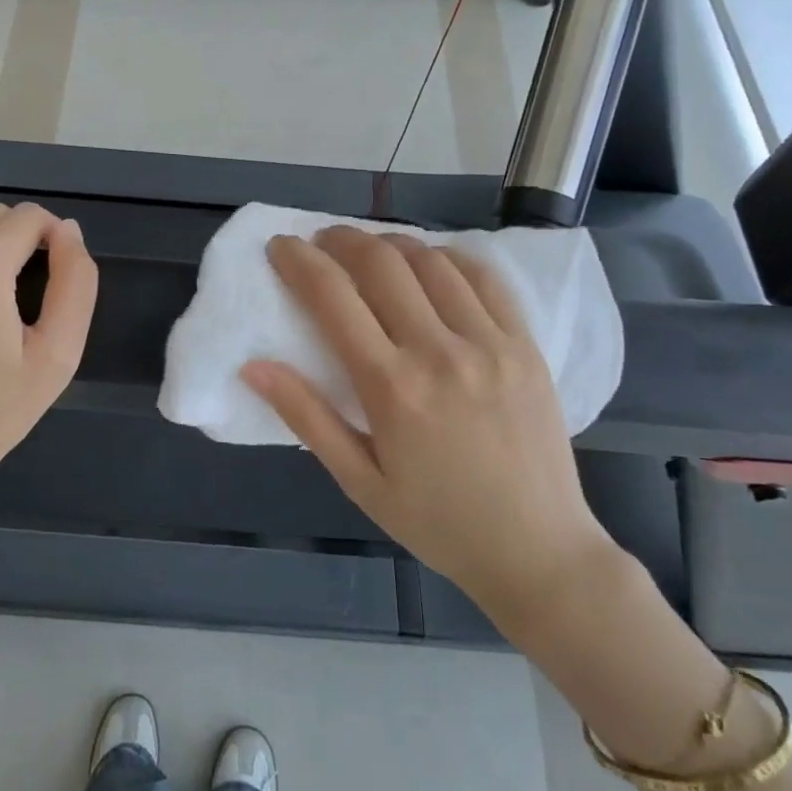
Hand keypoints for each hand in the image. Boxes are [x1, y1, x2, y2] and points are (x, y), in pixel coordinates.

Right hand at [242, 227, 621, 638]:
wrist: (537, 550)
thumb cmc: (437, 522)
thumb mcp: (359, 481)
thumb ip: (306, 417)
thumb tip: (254, 367)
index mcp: (392, 388)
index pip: (333, 298)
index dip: (299, 261)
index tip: (280, 246)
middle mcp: (440, 351)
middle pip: (382, 263)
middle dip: (341, 240)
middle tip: (321, 243)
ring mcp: (490, 343)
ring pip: (432, 261)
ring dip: (391, 244)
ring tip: (370, 252)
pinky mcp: (525, 345)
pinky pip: (485, 277)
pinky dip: (449, 257)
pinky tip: (431, 264)